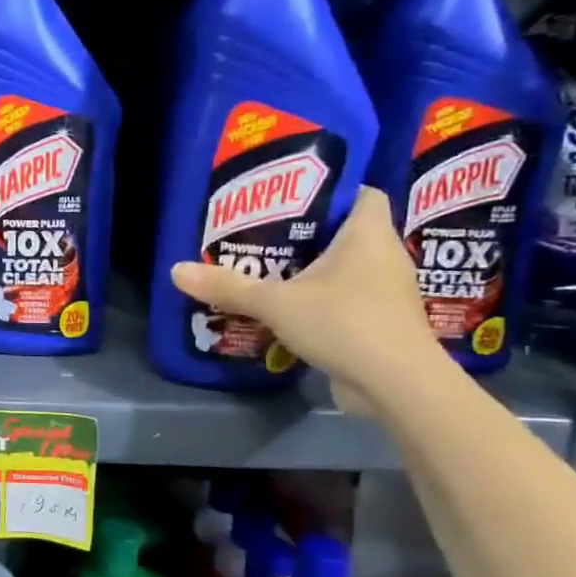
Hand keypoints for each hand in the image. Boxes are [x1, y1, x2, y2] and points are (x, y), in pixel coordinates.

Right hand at [169, 187, 444, 414]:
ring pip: (348, 268)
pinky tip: (292, 308)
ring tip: (271, 270)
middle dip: (310, 233)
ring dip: (315, 270)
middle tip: (265, 234)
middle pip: (348, 231)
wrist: (399, 387)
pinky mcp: (383, 324)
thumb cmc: (346, 324)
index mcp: (369, 234)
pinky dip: (323, 300)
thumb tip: (176, 270)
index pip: (361, 192)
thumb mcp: (276, 303)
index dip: (331, 190)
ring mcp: (387, 293)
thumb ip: (229, 286)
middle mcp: (385, 256)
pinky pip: (349, 299)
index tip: (291, 197)